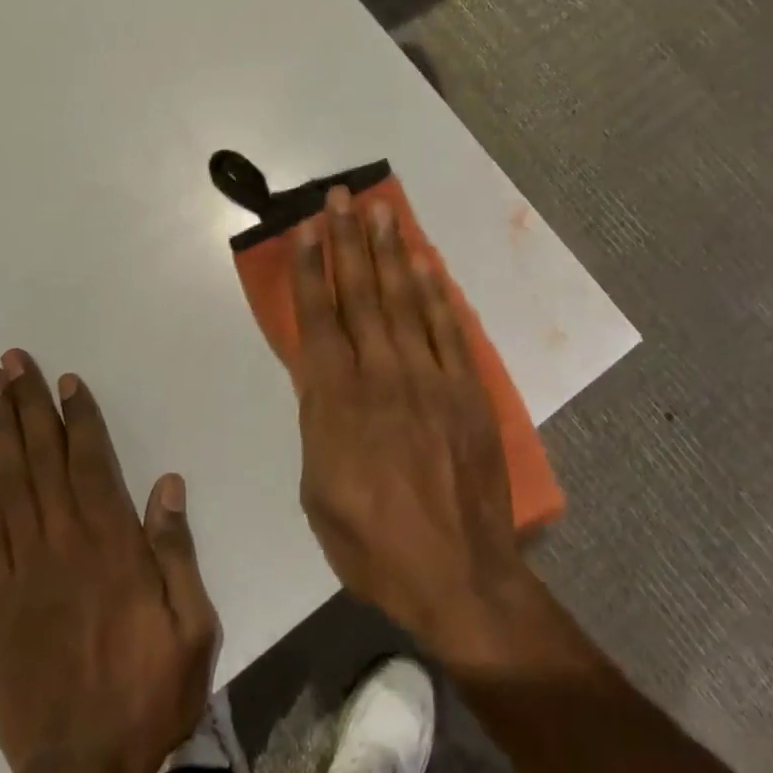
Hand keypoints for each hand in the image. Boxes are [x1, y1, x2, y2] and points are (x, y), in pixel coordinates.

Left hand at [0, 350, 218, 772]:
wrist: (78, 768)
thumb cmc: (148, 691)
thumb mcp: (190, 625)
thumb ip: (176, 551)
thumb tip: (166, 485)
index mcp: (112, 545)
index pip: (92, 464)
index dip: (78, 418)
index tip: (65, 380)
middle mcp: (64, 544)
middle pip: (42, 460)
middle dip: (26, 406)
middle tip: (10, 362)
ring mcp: (26, 570)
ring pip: (10, 485)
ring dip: (0, 431)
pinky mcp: (0, 600)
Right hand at [291, 188, 530, 653]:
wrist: (458, 575)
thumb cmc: (372, 545)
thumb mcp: (317, 491)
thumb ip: (318, 423)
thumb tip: (320, 377)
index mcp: (337, 401)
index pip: (319, 319)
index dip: (310, 269)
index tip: (306, 230)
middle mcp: (381, 375)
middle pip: (361, 294)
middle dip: (348, 241)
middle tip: (341, 198)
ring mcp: (429, 377)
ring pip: (404, 300)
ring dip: (391, 252)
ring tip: (382, 211)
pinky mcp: (466, 390)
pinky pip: (448, 328)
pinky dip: (436, 292)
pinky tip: (426, 263)